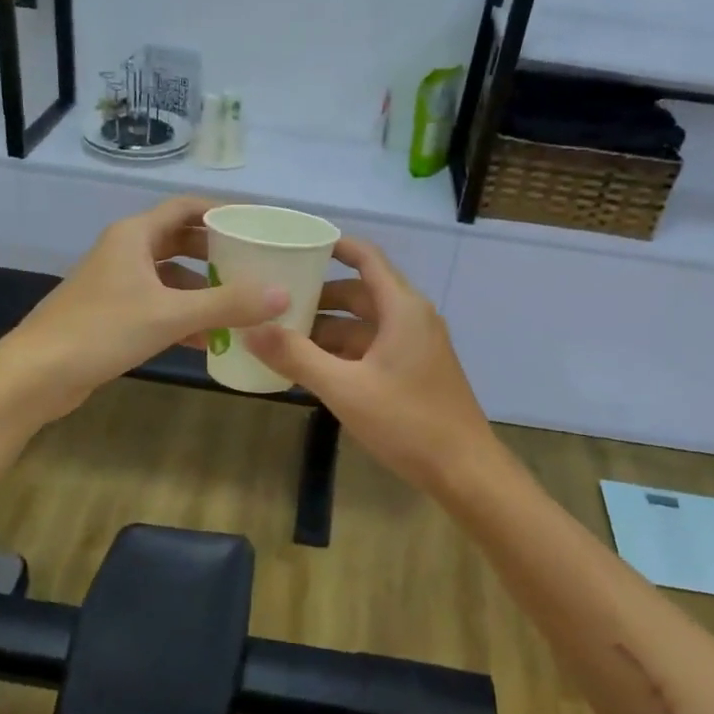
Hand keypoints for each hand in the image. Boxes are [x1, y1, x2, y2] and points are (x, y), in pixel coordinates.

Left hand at [0, 196, 286, 422]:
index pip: (185, 208)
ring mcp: (116, 284)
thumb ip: (228, 304)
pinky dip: (184, 316)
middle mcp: (125, 252)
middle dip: (217, 253)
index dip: (221, 212)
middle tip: (255, 265)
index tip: (256, 224)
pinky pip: (158, 306)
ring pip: (170, 277)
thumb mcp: (170, 315)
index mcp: (134, 236)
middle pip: (179, 241)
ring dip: (203, 289)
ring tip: (241, 304)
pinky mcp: (112, 315)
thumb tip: (283, 294)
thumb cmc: (101, 331)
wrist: (35, 375)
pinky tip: (210, 340)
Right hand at [244, 237, 496, 495]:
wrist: (464, 469)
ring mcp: (416, 346)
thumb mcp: (345, 388)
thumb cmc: (407, 421)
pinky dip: (344, 351)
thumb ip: (296, 357)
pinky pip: (373, 348)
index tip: (298, 244)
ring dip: (329, 328)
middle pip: (361, 293)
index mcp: (402, 308)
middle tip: (276, 298)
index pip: (367, 258)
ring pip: (365, 325)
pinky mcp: (415, 370)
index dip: (335, 246)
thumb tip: (250, 328)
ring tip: (283, 336)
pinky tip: (313, 367)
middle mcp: (412, 318)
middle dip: (320, 296)